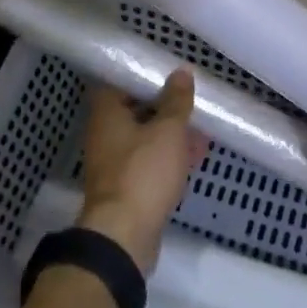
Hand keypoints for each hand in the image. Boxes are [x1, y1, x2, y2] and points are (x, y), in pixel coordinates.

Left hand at [77, 69, 208, 272]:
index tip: (170, 74)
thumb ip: (176, 101)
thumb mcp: (168, 131)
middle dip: (164, 107)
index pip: (120, 82)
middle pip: (135, 111)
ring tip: (202, 129)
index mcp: (107, 114)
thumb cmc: (143, 173)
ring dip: (170, 134)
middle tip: (192, 101)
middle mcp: (105, 135)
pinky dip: (169, 157)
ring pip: (145, 139)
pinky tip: (195, 156)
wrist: (124, 235)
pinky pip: (149, 163)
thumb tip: (181, 72)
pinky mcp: (126, 188)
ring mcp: (114, 164)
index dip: (145, 77)